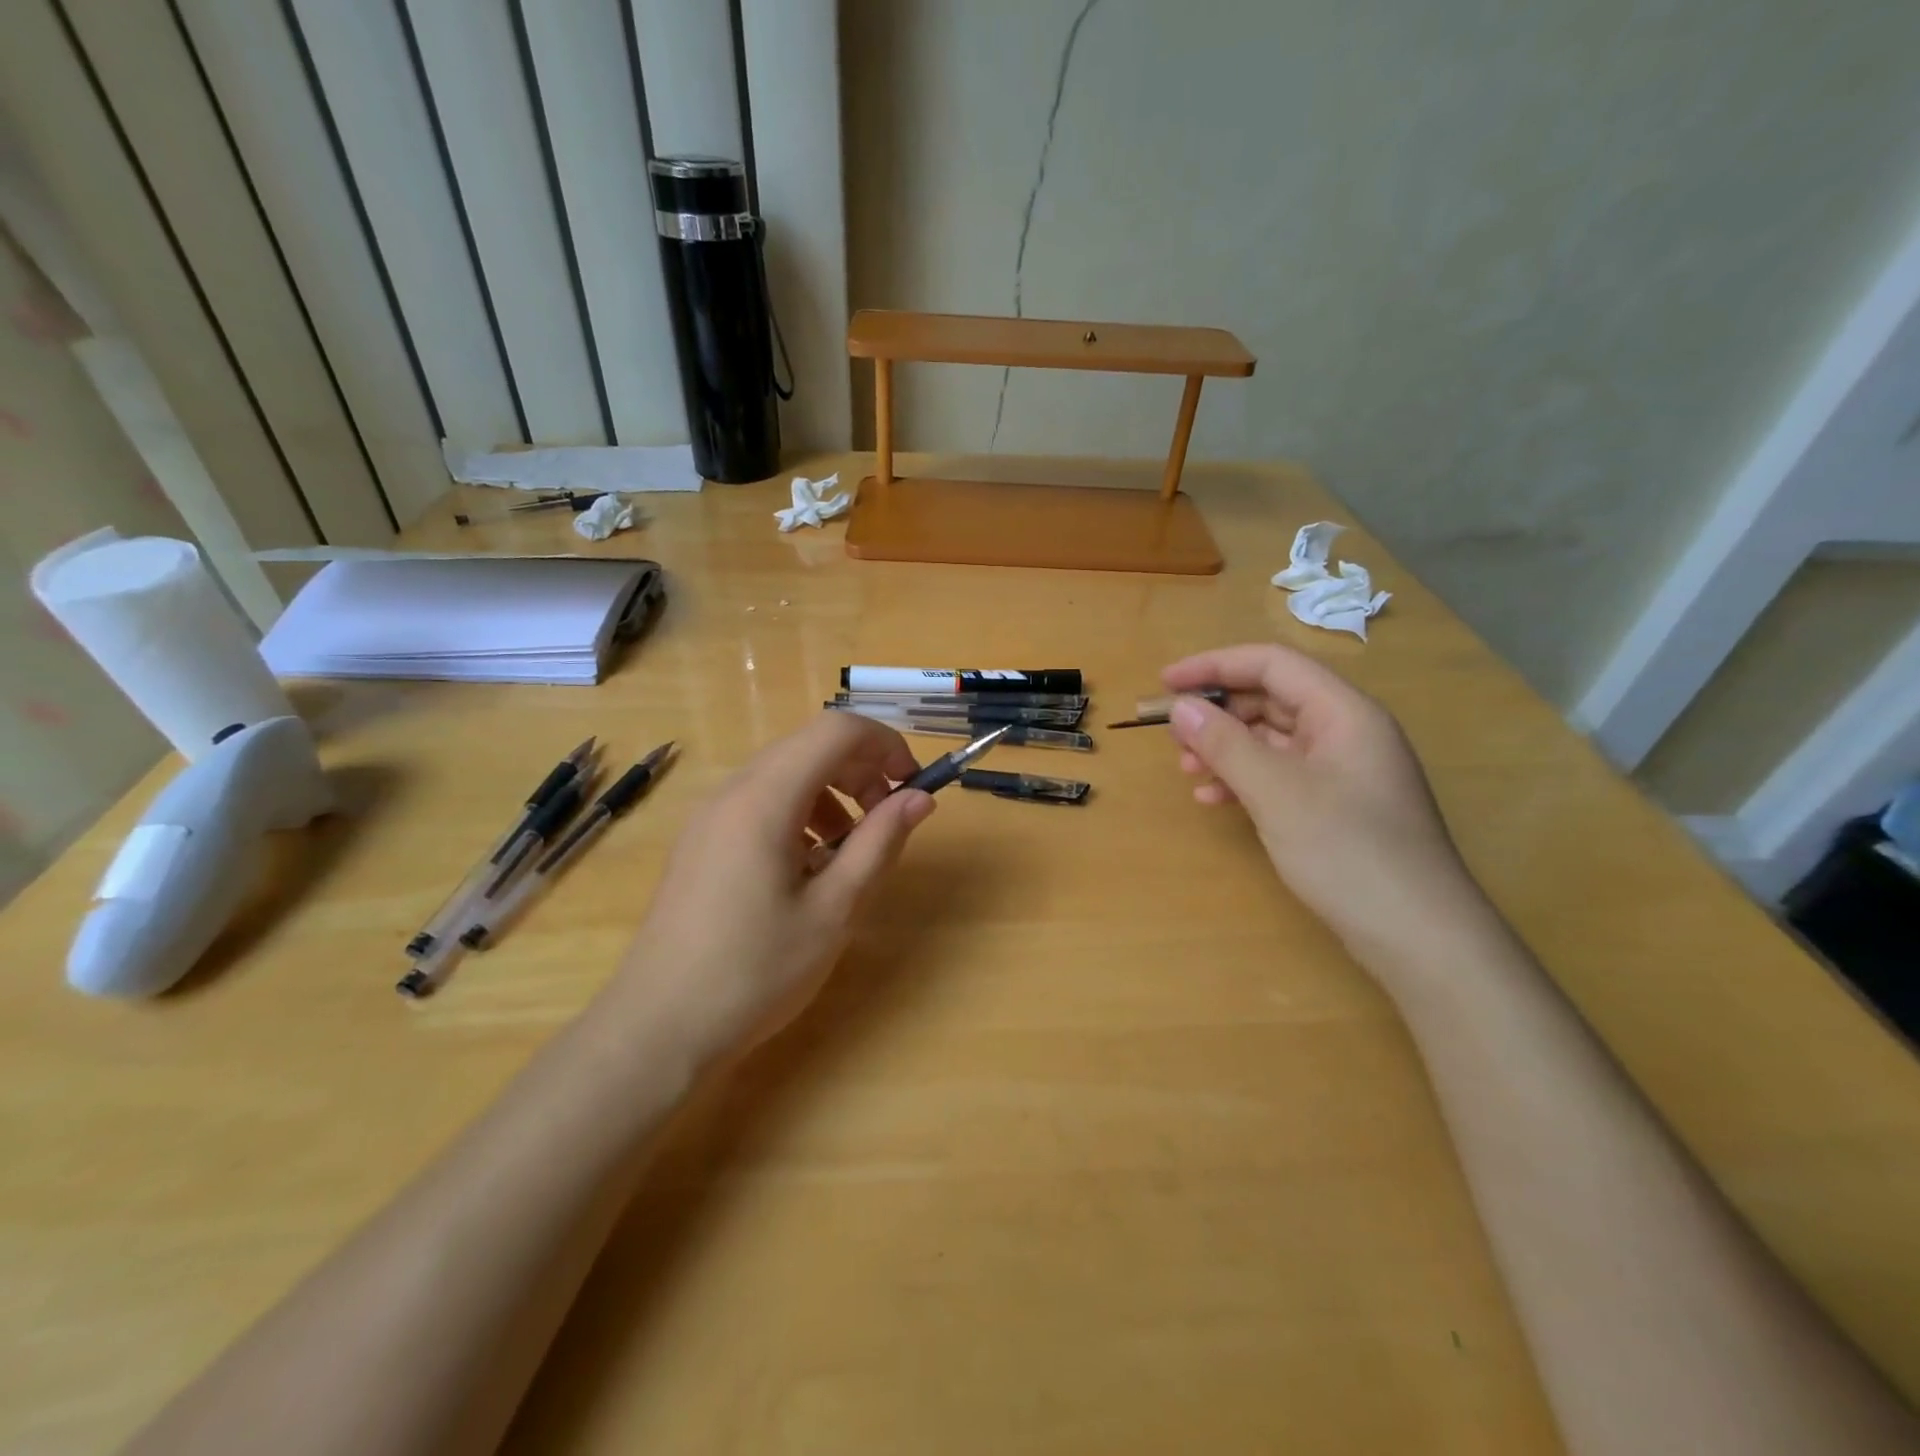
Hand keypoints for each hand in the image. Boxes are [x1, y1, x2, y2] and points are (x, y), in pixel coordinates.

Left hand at [604, 712, 935, 1067]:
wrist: (657, 1029)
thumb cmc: (755, 972)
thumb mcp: (833, 910)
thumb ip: (879, 843)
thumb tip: (920, 798)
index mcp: (764, 799)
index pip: (836, 730)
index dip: (885, 744)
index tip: (913, 785)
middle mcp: (732, 792)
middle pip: (809, 746)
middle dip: (861, 770)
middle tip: (889, 820)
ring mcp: (709, 816)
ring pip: (785, 774)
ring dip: (832, 793)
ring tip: (850, 851)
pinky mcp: (700, 841)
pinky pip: (760, 803)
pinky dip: (799, 815)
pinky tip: (808, 869)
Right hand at [1162, 644, 1498, 972]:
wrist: (1419, 937)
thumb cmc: (1348, 851)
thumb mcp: (1276, 792)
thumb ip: (1225, 744)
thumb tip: (1181, 708)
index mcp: (1343, 712)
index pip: (1272, 664)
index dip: (1214, 665)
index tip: (1165, 683)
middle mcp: (1346, 732)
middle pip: (1272, 698)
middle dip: (1219, 713)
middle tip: (1173, 736)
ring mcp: (1343, 772)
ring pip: (1273, 740)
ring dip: (1227, 749)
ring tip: (1187, 771)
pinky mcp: (1337, 806)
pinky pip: (1282, 775)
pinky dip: (1245, 781)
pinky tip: (1215, 801)